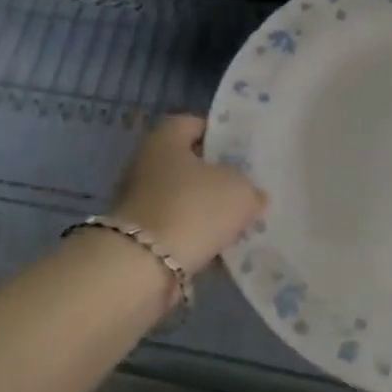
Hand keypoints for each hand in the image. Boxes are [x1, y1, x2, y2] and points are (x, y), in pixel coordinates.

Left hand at [111, 115, 265, 274]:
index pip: (195, 124)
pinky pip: (177, 229)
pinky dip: (195, 236)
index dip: (221, 134)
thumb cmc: (193, 208)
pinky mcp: (139, 237)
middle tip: (247, 187)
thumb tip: (252, 195)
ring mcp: (139, 201)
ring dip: (206, 210)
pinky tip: (221, 247)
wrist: (144, 267)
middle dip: (216, 176)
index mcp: (165, 138)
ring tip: (239, 222)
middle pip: (188, 164)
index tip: (244, 150)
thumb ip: (250, 188)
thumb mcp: (239, 191)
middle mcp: (146, 164)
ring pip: (183, 199)